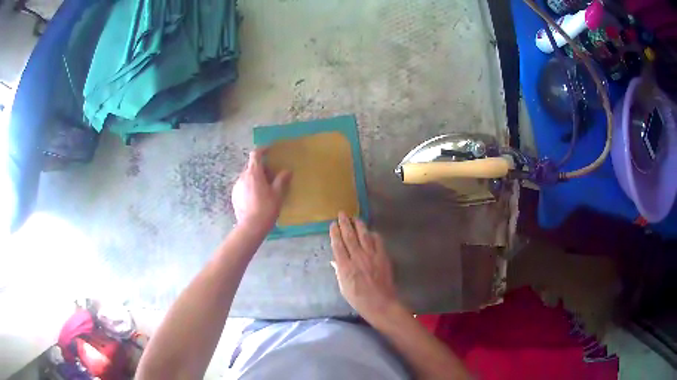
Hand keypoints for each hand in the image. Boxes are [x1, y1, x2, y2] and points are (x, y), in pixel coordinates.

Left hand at [231, 148, 290, 230]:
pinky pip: (243, 186)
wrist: (251, 227)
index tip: (269, 150)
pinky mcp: (234, 196)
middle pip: (251, 166)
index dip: (262, 150)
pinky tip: (256, 199)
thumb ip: (281, 180)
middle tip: (271, 176)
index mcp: (254, 173)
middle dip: (261, 168)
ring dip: (255, 178)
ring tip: (264, 189)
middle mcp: (242, 177)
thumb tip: (287, 171)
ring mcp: (237, 186)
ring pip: (247, 177)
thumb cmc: (266, 209)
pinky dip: (249, 187)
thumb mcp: (277, 194)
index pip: (255, 154)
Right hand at [330, 212, 401, 321]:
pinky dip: (374, 235)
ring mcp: (371, 256)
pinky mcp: (383, 257)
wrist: (380, 303)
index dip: (335, 233)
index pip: (338, 245)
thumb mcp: (343, 288)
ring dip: (359, 225)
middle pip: (350, 237)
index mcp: (345, 267)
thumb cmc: (359, 299)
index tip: (332, 225)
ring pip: (364, 236)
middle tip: (341, 214)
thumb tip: (335, 260)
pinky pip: (378, 242)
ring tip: (355, 218)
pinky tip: (371, 232)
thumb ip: (339, 272)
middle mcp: (357, 258)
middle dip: (344, 224)